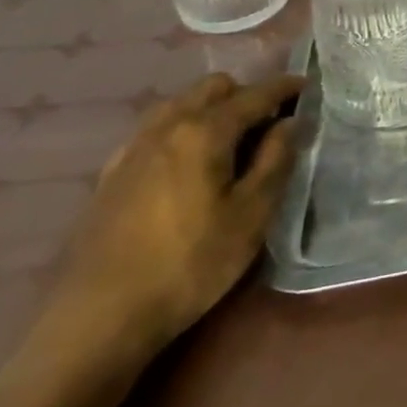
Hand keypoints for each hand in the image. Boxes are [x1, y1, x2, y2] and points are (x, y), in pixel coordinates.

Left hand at [50, 72, 303, 355]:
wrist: (97, 319)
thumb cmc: (189, 264)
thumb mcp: (251, 215)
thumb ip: (275, 160)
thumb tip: (291, 123)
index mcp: (204, 131)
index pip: (256, 94)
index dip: (287, 88)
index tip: (309, 88)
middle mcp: (166, 127)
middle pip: (213, 88)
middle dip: (246, 94)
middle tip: (270, 124)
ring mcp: (133, 149)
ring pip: (180, 104)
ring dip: (211, 109)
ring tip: (232, 141)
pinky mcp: (111, 174)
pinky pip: (156, 130)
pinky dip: (182, 130)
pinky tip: (188, 165)